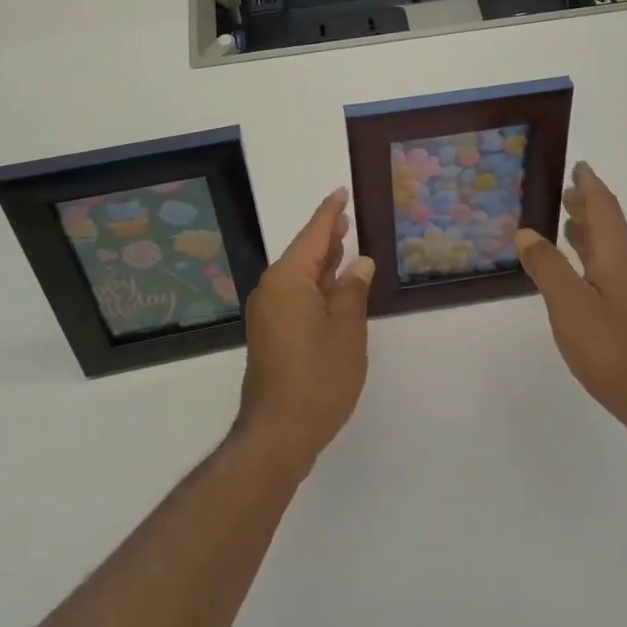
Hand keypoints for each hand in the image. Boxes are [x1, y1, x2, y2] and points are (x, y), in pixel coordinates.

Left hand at [235, 188, 373, 472]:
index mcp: (288, 279)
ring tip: (343, 244)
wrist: (277, 434)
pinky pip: (293, 295)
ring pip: (298, 275)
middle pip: (302, 252)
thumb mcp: (347, 331)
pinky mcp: (269, 333)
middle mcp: (271, 289)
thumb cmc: (317, 378)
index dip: (330, 213)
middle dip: (325, 236)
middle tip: (347, 217)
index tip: (341, 192)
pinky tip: (332, 287)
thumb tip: (359, 263)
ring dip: (321, 262)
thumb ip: (353, 291)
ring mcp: (267, 312)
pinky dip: (314, 285)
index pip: (313, 234)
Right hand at [515, 162, 626, 455]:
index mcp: (619, 256)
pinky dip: (594, 259)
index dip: (589, 186)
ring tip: (568, 225)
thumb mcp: (569, 306)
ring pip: (612, 250)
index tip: (579, 166)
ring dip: (591, 233)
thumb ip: (547, 266)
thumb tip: (527, 232)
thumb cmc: (614, 349)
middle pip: (610, 226)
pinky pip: (613, 271)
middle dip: (588, 207)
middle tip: (566, 192)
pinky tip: (582, 276)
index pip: (604, 208)